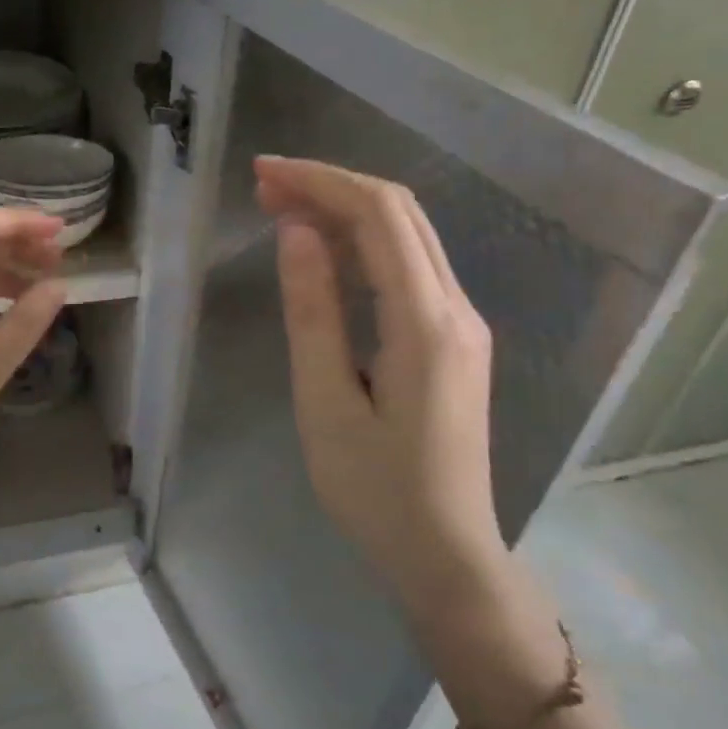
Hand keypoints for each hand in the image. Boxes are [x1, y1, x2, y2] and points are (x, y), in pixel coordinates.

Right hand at [255, 156, 504, 611]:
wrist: (447, 555)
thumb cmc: (376, 491)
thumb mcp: (326, 404)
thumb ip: (314, 313)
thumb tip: (297, 232)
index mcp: (426, 323)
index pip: (379, 217)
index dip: (321, 182)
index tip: (264, 173)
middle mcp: (457, 308)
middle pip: (400, 213)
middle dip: (331, 186)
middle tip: (265, 186)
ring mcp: (463, 323)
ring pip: (408, 235)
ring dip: (347, 210)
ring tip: (284, 207)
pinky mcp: (455, 339)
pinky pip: (411, 266)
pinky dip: (365, 243)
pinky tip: (326, 249)